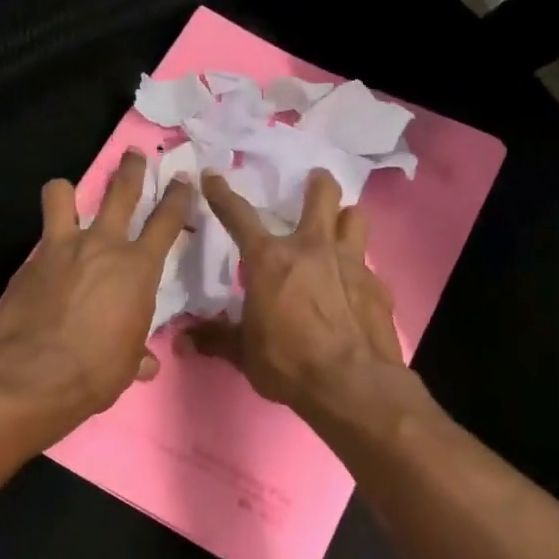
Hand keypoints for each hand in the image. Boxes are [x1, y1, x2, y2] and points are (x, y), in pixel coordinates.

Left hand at [0, 149, 191, 426]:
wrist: (36, 376)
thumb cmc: (96, 372)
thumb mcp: (127, 362)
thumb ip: (137, 352)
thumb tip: (145, 362)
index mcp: (138, 268)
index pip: (167, 220)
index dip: (177, 196)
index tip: (182, 179)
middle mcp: (103, 245)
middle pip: (121, 190)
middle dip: (131, 170)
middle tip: (134, 156)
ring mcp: (61, 248)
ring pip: (62, 194)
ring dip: (67, 191)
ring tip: (67, 194)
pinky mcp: (29, 261)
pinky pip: (40, 239)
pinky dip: (46, 245)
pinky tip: (44, 265)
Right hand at [181, 168, 409, 418]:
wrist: (352, 383)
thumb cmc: (288, 362)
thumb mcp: (244, 353)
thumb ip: (216, 339)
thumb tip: (181, 341)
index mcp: (270, 260)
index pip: (239, 217)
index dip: (222, 194)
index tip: (213, 175)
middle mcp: (312, 248)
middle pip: (321, 195)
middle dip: (317, 184)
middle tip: (314, 182)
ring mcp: (350, 262)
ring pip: (355, 217)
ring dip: (345, 218)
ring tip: (340, 226)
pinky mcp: (377, 285)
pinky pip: (368, 263)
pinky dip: (358, 268)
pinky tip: (354, 288)